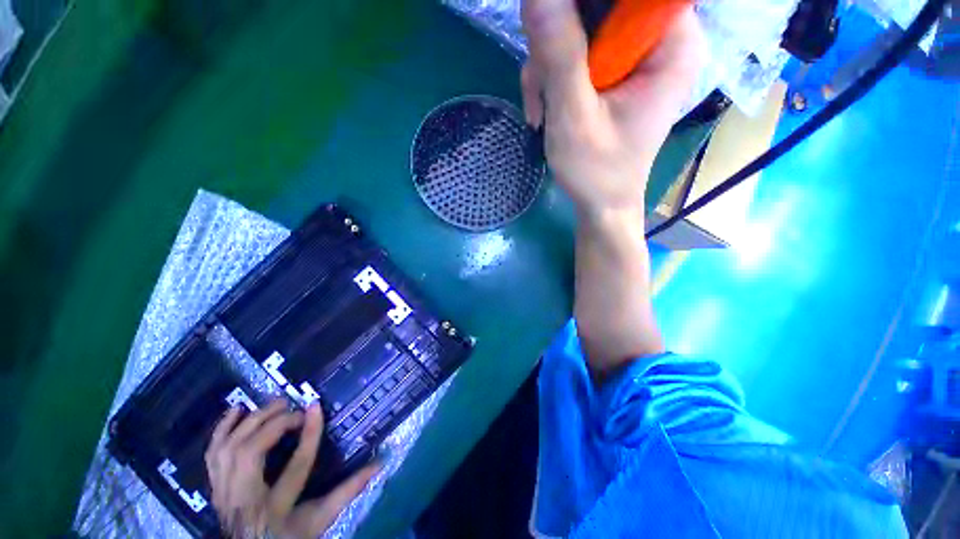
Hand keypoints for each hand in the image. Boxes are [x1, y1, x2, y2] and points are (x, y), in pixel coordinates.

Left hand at [205, 400, 379, 538]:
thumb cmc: (289, 538)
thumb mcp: (320, 520)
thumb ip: (348, 492)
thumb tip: (379, 463)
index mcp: (276, 510)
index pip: (296, 467)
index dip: (309, 434)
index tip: (316, 406)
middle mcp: (245, 500)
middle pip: (250, 454)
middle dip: (272, 423)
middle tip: (291, 407)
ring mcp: (224, 493)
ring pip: (227, 450)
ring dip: (250, 421)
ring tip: (272, 406)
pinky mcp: (214, 486)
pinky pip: (211, 453)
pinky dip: (222, 428)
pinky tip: (237, 411)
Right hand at [520, 0, 704, 218]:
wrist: (602, 204)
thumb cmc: (598, 171)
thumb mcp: (575, 118)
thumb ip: (559, 57)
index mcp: (670, 46)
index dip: (585, 6)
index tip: (554, 30)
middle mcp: (657, 42)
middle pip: (599, 8)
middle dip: (558, 43)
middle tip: (541, 83)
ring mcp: (633, 58)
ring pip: (580, 30)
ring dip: (548, 68)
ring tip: (542, 111)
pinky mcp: (613, 73)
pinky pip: (576, 54)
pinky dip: (552, 80)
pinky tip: (544, 112)